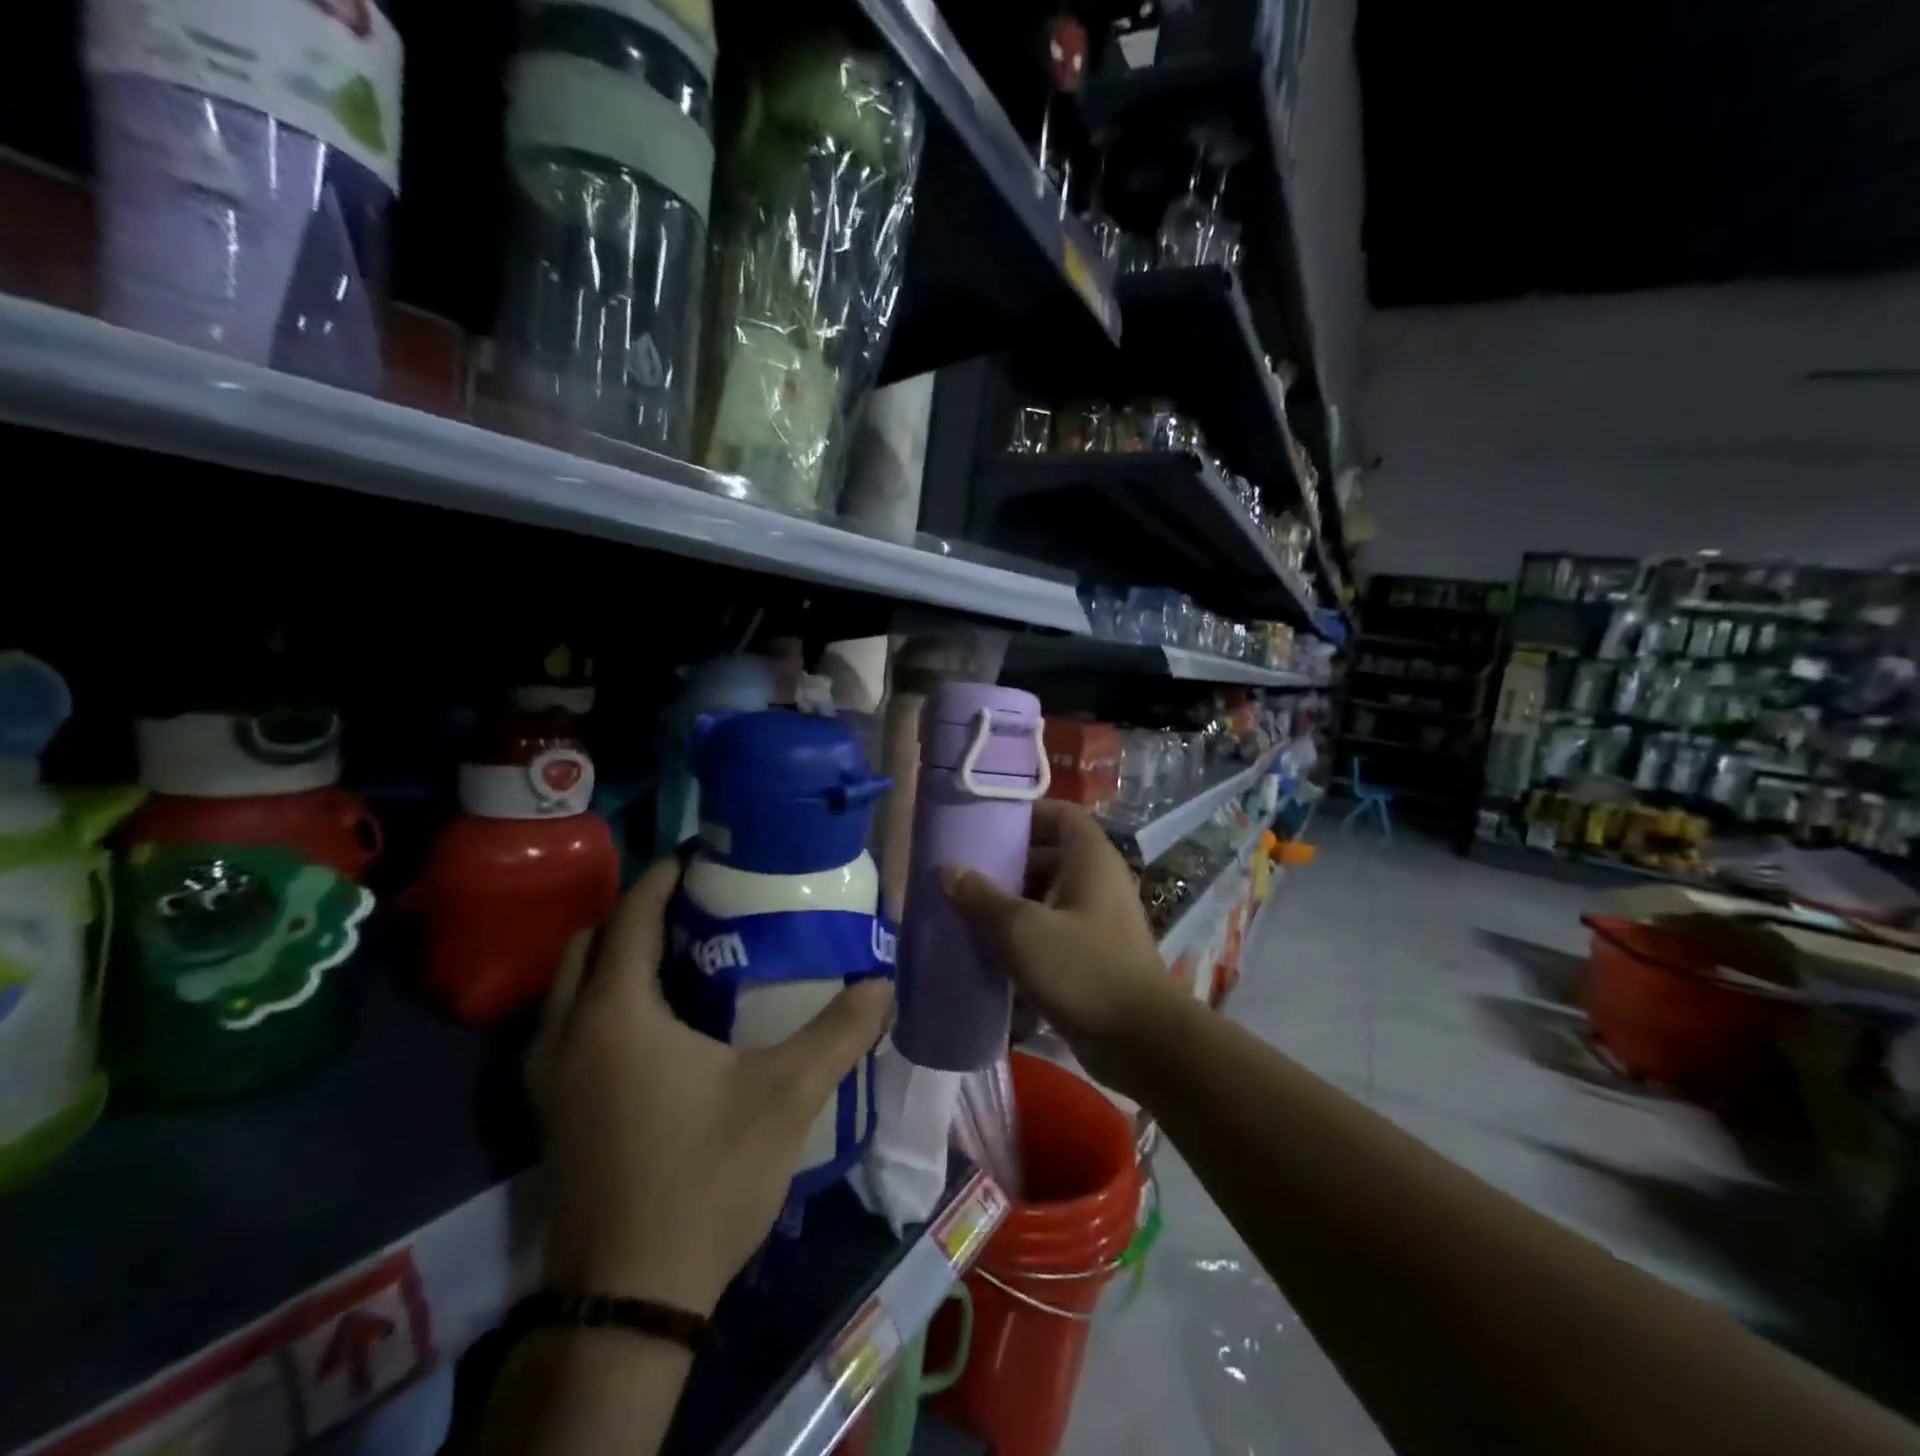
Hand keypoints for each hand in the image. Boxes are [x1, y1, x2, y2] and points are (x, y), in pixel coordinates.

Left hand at [530, 858, 893, 1315]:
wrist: (631, 1300)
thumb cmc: (705, 1178)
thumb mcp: (785, 1096)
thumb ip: (839, 1032)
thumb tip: (883, 984)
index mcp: (615, 1015)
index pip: (631, 916)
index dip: (664, 876)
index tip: (703, 856)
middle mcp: (568, 1034)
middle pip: (590, 943)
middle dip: (637, 914)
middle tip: (696, 906)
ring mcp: (550, 1078)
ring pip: (571, 987)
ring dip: (614, 958)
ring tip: (679, 956)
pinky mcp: (552, 1113)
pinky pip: (569, 1026)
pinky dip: (603, 1000)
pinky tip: (657, 1024)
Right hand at [940, 799, 1183, 1087]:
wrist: (1139, 1040)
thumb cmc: (1083, 968)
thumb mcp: (1024, 929)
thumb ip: (983, 897)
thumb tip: (948, 870)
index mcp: (1091, 859)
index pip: (1060, 814)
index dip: (1026, 812)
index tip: (985, 823)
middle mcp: (1098, 880)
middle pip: (1050, 854)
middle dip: (1009, 861)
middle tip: (966, 869)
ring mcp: (1098, 918)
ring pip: (1049, 895)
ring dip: (1013, 900)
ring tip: (968, 907)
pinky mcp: (1092, 953)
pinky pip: (1053, 928)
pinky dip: (1026, 931)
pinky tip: (991, 946)